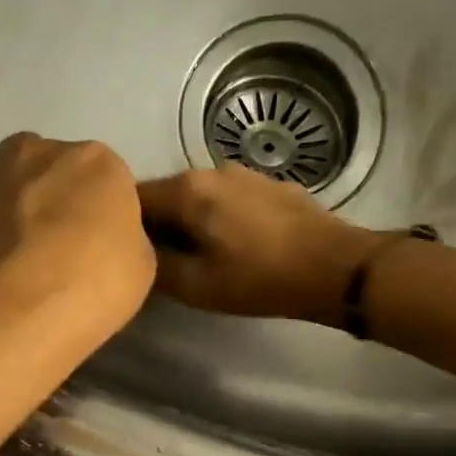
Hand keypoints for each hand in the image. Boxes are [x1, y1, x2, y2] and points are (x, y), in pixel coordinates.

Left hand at [0, 133, 154, 359]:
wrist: (7, 317)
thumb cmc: (87, 291)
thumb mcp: (138, 268)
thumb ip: (119, 237)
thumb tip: (97, 238)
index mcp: (93, 162)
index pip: (99, 176)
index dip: (92, 211)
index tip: (88, 244)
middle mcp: (32, 152)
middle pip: (40, 166)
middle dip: (42, 195)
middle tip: (44, 246)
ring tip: (0, 254)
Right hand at [137, 166, 382, 325]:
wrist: (336, 267)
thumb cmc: (259, 279)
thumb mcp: (196, 286)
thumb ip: (155, 266)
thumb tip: (134, 254)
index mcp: (186, 190)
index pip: (131, 197)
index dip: (119, 224)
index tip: (119, 251)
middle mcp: (209, 170)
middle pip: (164, 195)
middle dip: (155, 224)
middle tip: (156, 260)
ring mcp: (243, 173)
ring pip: (196, 195)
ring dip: (187, 220)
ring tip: (194, 253)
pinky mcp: (268, 184)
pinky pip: (225, 197)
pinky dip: (215, 216)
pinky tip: (231, 243)